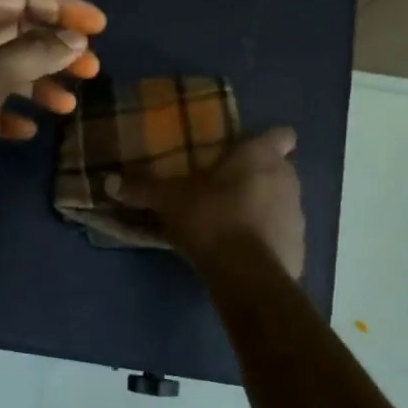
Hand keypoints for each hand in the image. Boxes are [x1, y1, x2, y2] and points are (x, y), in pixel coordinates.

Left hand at [0, 0, 105, 224]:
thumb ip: (36, 53)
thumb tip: (77, 40)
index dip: (62, 7)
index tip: (100, 28)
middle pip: (18, 33)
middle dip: (56, 47)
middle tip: (93, 69)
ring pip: (8, 71)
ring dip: (41, 83)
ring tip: (69, 105)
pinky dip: (13, 112)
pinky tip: (27, 130)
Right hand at [112, 126, 304, 277]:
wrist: (246, 274)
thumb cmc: (211, 219)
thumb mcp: (170, 201)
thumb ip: (143, 189)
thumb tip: (107, 181)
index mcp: (261, 156)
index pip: (282, 134)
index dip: (266, 141)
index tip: (244, 152)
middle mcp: (287, 178)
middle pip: (279, 168)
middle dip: (259, 176)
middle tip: (226, 188)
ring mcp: (298, 214)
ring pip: (282, 201)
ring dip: (263, 207)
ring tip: (231, 222)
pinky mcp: (299, 246)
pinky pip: (283, 234)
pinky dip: (267, 238)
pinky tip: (243, 251)